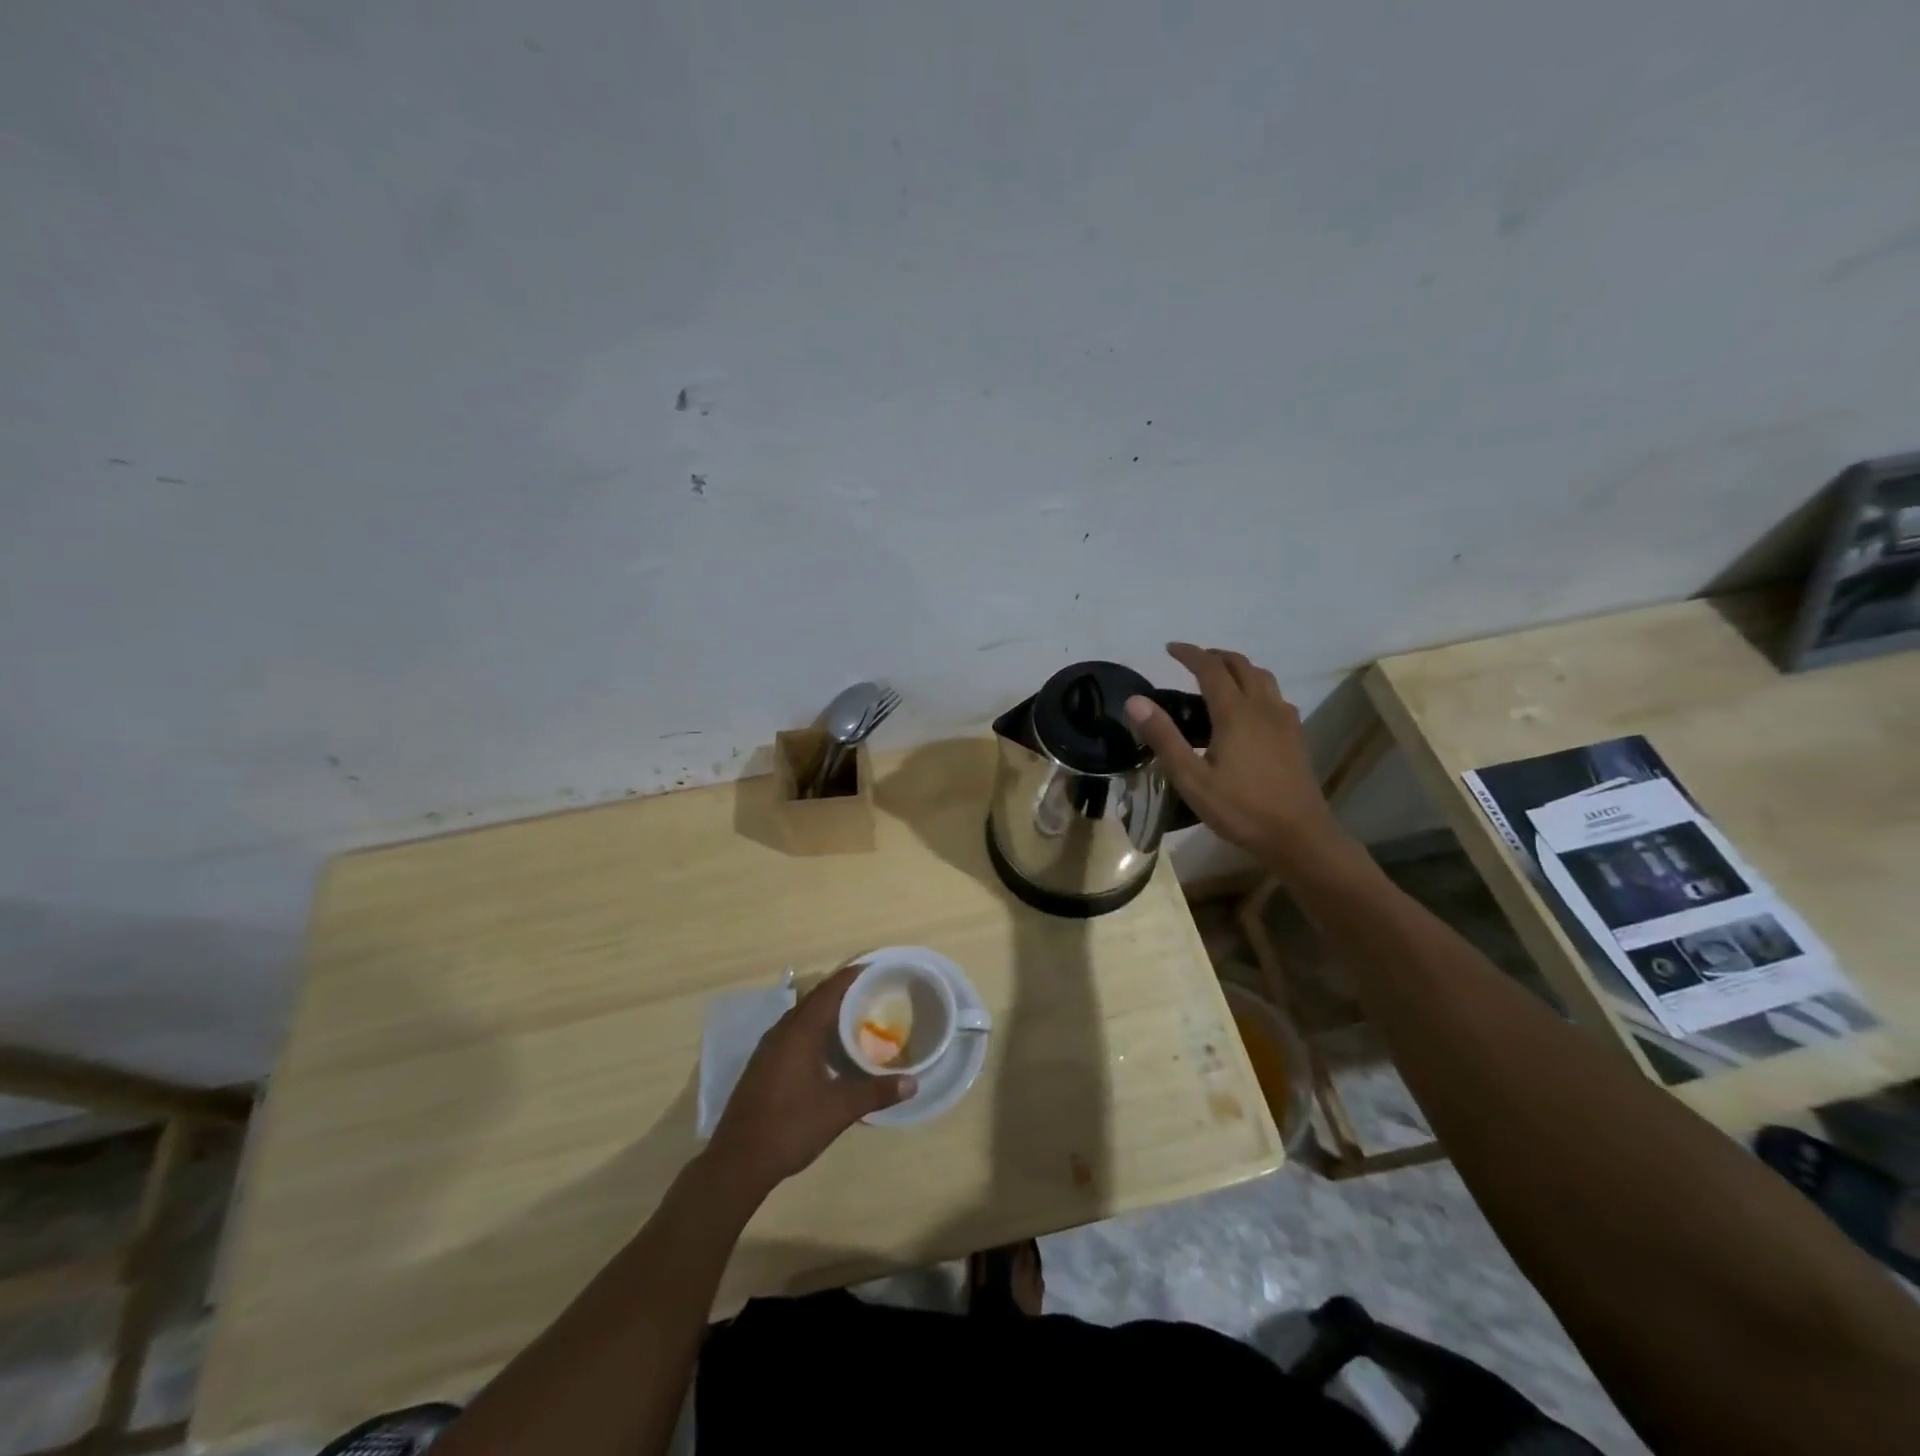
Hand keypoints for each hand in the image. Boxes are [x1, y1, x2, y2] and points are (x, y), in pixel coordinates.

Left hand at [704, 961, 915, 1202]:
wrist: (737, 1161)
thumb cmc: (791, 1127)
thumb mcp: (839, 1110)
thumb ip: (876, 1092)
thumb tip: (913, 1083)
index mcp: (800, 1032)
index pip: (828, 991)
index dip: (850, 976)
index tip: (872, 967)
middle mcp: (781, 1032)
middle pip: (813, 998)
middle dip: (839, 990)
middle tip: (868, 989)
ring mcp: (767, 1049)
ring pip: (799, 1015)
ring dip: (823, 1009)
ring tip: (851, 1013)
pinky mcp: (761, 1066)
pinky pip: (790, 1032)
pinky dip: (810, 1027)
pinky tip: (824, 1046)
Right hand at [1125, 643, 1349, 873]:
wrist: (1298, 835)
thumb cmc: (1240, 809)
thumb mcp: (1191, 778)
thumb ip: (1163, 737)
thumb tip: (1136, 701)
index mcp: (1235, 713)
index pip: (1210, 668)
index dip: (1190, 654)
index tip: (1170, 648)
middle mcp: (1263, 707)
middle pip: (1241, 666)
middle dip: (1215, 656)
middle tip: (1192, 660)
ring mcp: (1284, 721)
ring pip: (1263, 678)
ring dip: (1239, 668)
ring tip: (1220, 677)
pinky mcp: (1296, 737)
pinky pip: (1276, 697)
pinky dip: (1257, 688)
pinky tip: (1250, 709)